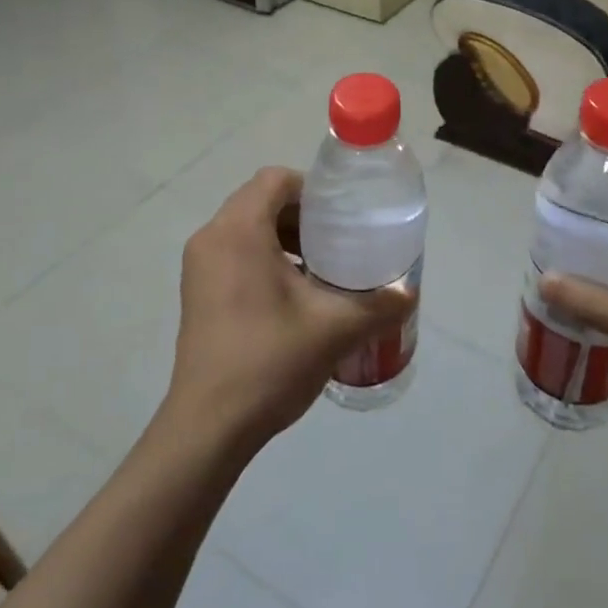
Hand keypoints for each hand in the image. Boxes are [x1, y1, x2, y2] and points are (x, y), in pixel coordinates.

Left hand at [165, 168, 414, 453]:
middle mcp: (212, 237)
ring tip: (320, 266)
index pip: (275, 179)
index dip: (312, 188)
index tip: (341, 214)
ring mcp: (199, 266)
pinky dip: (263, 256)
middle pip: (260, 200)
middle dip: (301, 213)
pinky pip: (233, 251)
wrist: (208, 428)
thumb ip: (379, 304)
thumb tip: (410, 291)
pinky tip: (293, 293)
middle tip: (338, 239)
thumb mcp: (335, 329)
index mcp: (239, 230)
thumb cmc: (269, 361)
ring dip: (283, 236)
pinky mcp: (196, 291)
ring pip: (246, 226)